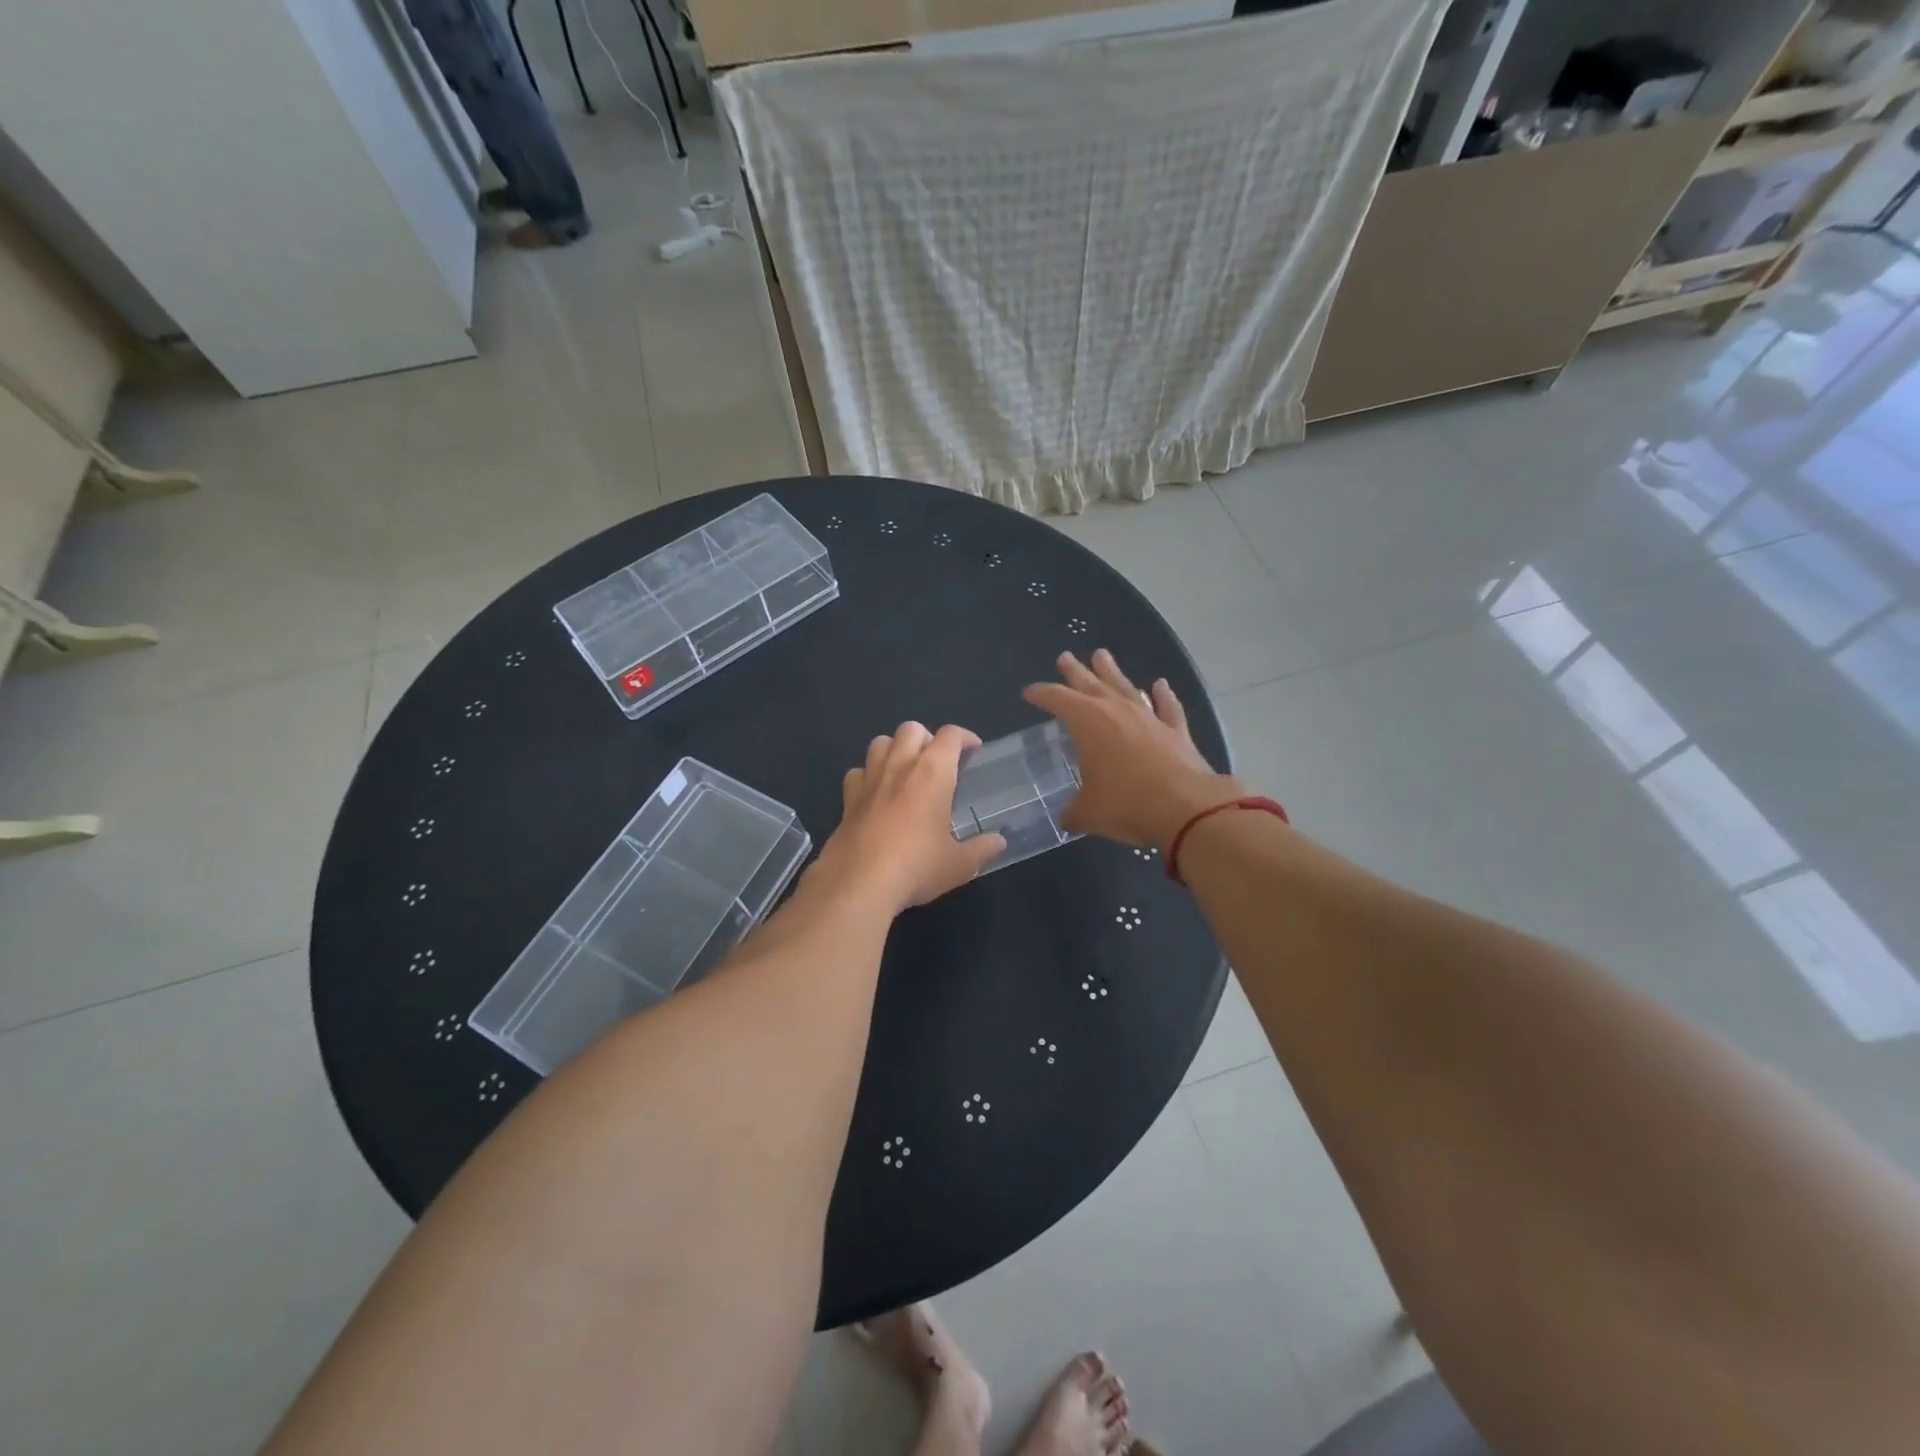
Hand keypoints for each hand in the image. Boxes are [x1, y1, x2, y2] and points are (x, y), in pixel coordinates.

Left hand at [813, 722, 1005, 914]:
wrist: (859, 883)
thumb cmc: (917, 867)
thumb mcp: (959, 864)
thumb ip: (981, 849)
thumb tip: (999, 842)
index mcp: (933, 773)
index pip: (951, 735)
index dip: (965, 737)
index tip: (973, 751)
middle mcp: (900, 765)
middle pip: (911, 728)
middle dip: (927, 738)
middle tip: (937, 763)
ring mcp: (870, 779)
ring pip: (880, 742)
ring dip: (895, 749)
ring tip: (906, 771)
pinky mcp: (848, 798)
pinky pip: (857, 772)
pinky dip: (868, 775)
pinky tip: (876, 793)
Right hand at [1023, 650, 1243, 848]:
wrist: (1185, 807)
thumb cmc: (1126, 804)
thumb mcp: (1088, 813)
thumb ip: (1073, 811)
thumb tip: (1068, 817)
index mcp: (1087, 722)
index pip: (1056, 699)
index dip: (1041, 694)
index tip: (1029, 692)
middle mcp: (1116, 710)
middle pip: (1090, 683)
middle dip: (1074, 671)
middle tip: (1065, 657)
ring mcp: (1149, 717)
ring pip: (1125, 686)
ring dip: (1112, 672)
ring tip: (1102, 655)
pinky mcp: (1176, 731)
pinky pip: (1167, 706)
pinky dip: (1163, 695)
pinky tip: (1161, 685)